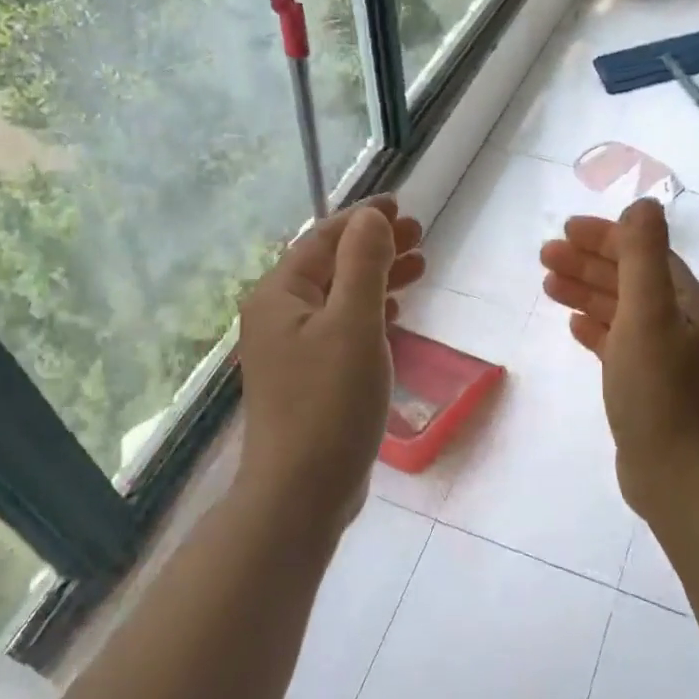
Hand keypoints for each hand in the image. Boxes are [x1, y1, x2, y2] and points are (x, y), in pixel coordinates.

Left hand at [237, 196, 424, 531]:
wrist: (301, 493)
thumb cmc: (329, 403)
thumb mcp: (353, 324)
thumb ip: (363, 264)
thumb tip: (371, 218)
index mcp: (280, 295)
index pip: (322, 239)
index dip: (362, 219)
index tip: (400, 205)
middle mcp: (278, 315)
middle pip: (331, 265)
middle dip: (374, 246)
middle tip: (420, 235)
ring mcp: (291, 349)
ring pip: (338, 297)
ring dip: (377, 277)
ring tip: (419, 266)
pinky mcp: (308, 378)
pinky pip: (340, 328)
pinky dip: (369, 312)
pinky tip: (394, 311)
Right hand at [539, 198, 698, 521]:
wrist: (681, 480)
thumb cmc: (661, 394)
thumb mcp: (649, 316)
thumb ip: (643, 257)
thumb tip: (643, 203)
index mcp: (689, 304)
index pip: (645, 254)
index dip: (605, 237)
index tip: (564, 230)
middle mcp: (683, 325)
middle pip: (632, 280)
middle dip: (588, 263)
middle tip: (544, 256)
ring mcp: (669, 359)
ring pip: (623, 312)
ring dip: (587, 293)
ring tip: (547, 285)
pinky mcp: (652, 388)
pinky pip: (621, 344)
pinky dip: (598, 329)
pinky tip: (574, 326)